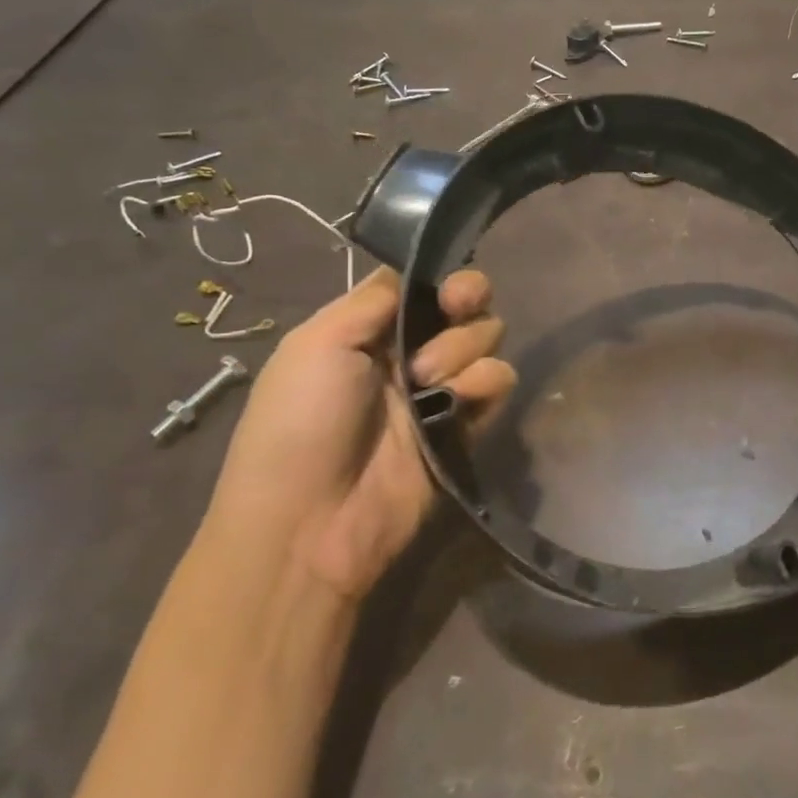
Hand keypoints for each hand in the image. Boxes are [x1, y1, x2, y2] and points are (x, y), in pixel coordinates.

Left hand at [208, 267, 514, 598]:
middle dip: (467, 297)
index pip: (420, 286)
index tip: (443, 282)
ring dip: (463, 346)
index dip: (439, 276)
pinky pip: (497, 381)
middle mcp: (408, 354)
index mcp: (368, 332)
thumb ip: (373, 298)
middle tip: (456, 307)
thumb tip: (412, 276)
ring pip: (484, 337)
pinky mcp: (466, 426)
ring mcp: (439, 391)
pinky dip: (486, 380)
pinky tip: (459, 397)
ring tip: (427, 380)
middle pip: (462, 305)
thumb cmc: (300, 422)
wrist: (310, 522)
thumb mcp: (316, 343)